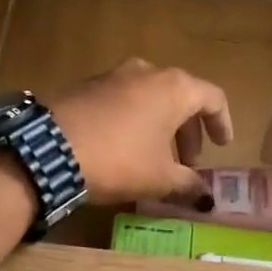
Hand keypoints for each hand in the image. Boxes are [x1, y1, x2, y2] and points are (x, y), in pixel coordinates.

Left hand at [49, 59, 233, 205]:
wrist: (49, 151)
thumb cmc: (119, 160)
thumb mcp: (159, 178)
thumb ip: (189, 185)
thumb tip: (206, 198)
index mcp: (174, 88)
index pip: (212, 98)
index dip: (221, 123)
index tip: (221, 147)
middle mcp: (147, 72)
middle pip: (181, 96)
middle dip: (188, 130)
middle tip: (187, 162)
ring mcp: (114, 75)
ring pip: (150, 97)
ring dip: (160, 125)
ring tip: (156, 157)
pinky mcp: (87, 85)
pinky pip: (123, 99)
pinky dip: (134, 119)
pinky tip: (123, 147)